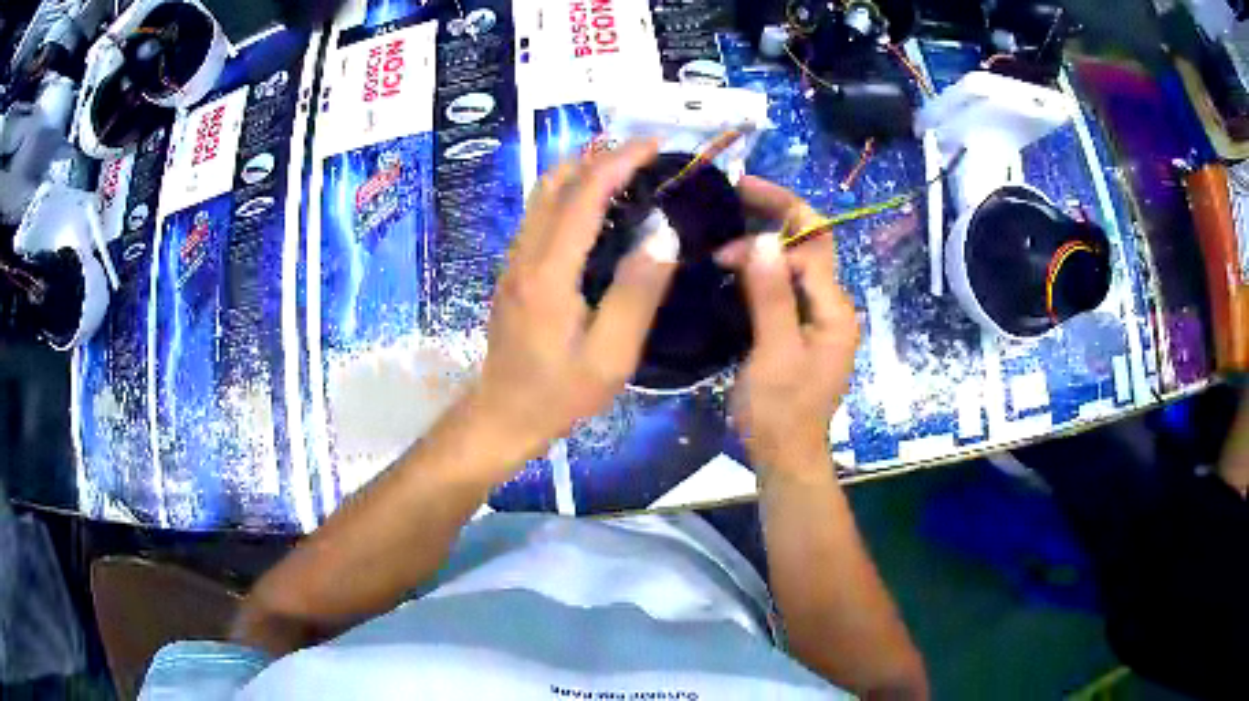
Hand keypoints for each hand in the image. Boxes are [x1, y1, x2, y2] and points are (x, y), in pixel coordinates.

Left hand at [468, 139, 678, 464]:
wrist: (503, 414)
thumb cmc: (559, 393)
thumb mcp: (611, 355)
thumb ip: (638, 293)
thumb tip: (664, 234)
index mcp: (549, 271)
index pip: (583, 195)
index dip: (619, 161)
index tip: (654, 145)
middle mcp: (525, 254)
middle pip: (555, 182)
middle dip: (599, 156)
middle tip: (644, 156)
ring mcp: (514, 259)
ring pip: (542, 194)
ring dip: (581, 171)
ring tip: (625, 172)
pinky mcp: (514, 269)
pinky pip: (540, 214)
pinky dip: (570, 194)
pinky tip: (598, 208)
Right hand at [716, 176, 859, 480]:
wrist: (785, 455)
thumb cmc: (780, 410)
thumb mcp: (773, 354)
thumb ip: (772, 296)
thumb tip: (766, 240)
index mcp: (834, 308)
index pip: (810, 246)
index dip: (768, 237)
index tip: (723, 251)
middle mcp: (833, 304)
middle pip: (811, 241)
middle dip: (777, 211)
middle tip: (736, 188)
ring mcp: (819, 315)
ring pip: (798, 259)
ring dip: (769, 235)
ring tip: (731, 217)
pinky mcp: (803, 326)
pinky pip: (787, 281)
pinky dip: (765, 263)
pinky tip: (738, 259)